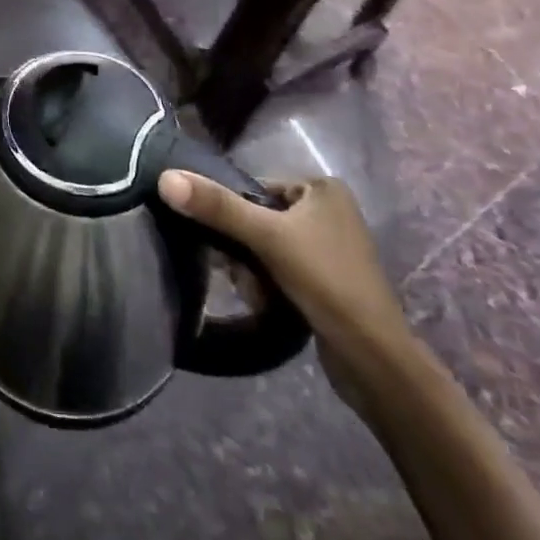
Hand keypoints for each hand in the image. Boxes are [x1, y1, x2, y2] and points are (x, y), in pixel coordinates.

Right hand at [157, 171, 411, 410]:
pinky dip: (269, 286)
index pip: (256, 187)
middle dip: (244, 251)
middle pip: (260, 219)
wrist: (374, 362)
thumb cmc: (326, 282)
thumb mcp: (267, 237)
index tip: (222, 243)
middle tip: (242, 275)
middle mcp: (329, 212)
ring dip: (253, 272)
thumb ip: (216, 206)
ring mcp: (330, 249)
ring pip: (267, 249)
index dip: (234, 214)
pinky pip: (282, 271)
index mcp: (323, 189)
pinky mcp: (327, 282)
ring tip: (257, 294)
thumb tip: (165, 177)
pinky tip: (267, 305)